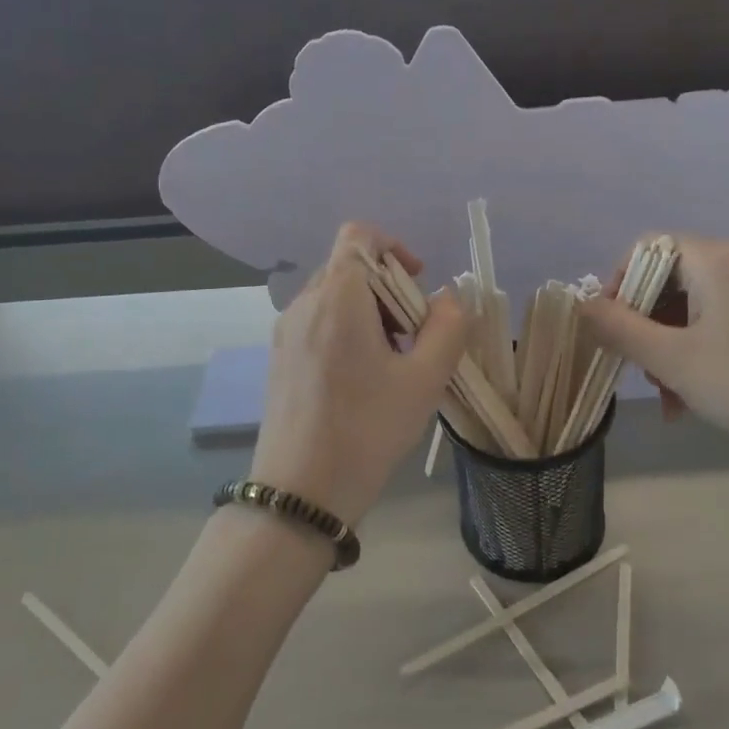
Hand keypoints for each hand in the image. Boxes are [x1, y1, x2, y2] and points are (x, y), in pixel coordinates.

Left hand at [249, 223, 468, 525]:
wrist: (300, 493)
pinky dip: (346, 332)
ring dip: (370, 313)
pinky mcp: (278, 358)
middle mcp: (304, 303)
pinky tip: (361, 380)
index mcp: (338, 297)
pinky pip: (318, 323)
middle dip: (389, 290)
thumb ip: (448, 327)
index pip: (359, 235)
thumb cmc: (367, 430)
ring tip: (391, 363)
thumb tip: (449, 297)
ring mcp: (285, 332)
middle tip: (413, 337)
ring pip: (334, 297)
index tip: (419, 286)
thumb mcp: (424, 379)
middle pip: (350, 267)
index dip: (394, 248)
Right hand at [579, 236, 728, 469]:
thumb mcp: (671, 359)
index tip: (611, 329)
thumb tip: (582, 305)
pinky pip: (720, 323)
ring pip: (692, 309)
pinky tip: (693, 397)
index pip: (646, 249)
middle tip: (640, 371)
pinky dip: (699, 352)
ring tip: (669, 396)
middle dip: (645, 327)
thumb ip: (619, 328)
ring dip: (669, 347)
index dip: (619, 285)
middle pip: (668, 281)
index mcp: (712, 259)